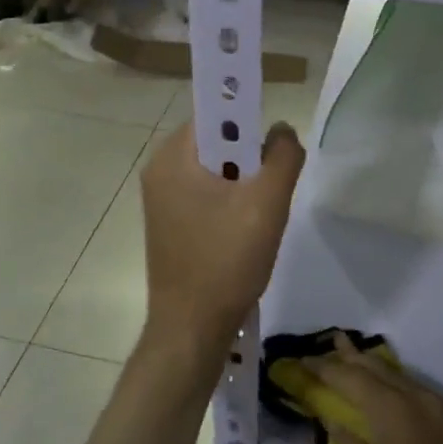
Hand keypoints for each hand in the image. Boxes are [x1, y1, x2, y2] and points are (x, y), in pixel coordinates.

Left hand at [140, 120, 304, 374]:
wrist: (191, 329)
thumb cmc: (226, 261)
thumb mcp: (266, 203)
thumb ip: (282, 156)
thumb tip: (281, 131)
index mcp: (172, 157)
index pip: (215, 114)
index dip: (249, 121)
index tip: (272, 149)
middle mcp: (159, 171)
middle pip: (217, 143)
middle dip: (250, 160)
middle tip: (269, 191)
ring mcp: (161, 200)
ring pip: (215, 171)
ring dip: (243, 184)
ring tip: (258, 216)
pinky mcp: (169, 224)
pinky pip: (206, 195)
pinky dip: (230, 204)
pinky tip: (244, 233)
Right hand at [307, 341, 442, 443]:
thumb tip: (334, 421)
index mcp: (394, 413)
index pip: (353, 379)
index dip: (327, 368)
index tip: (305, 359)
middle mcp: (424, 401)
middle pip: (382, 370)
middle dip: (354, 357)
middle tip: (334, 342)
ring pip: (409, 382)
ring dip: (383, 374)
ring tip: (361, 363)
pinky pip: (432, 400)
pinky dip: (410, 394)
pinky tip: (400, 398)